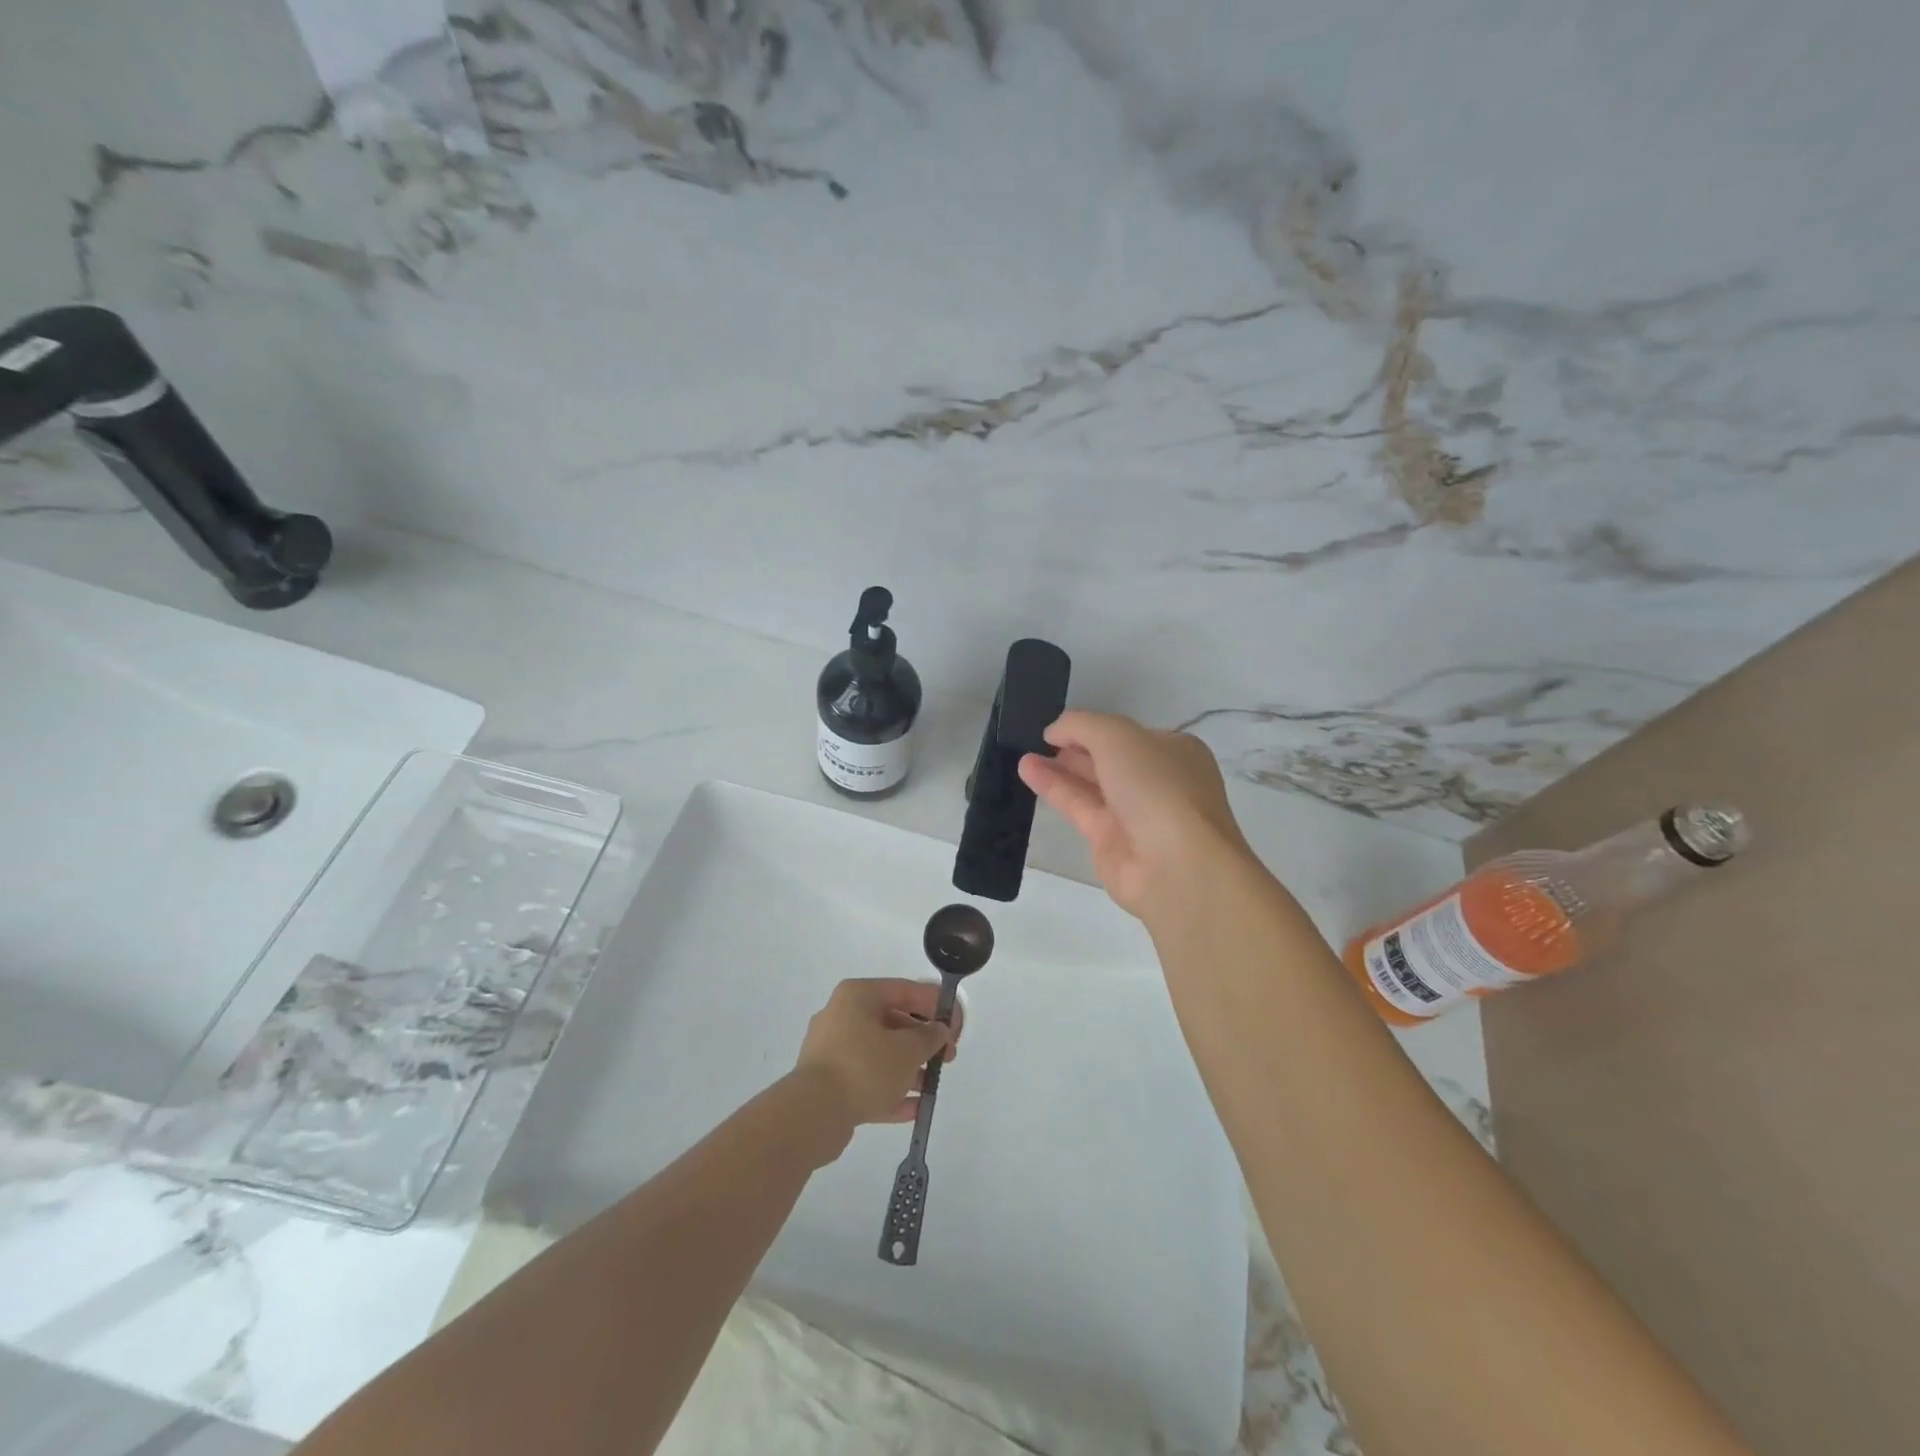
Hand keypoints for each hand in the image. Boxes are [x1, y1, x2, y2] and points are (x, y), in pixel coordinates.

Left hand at [792, 979, 960, 1154]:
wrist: (812, 1114)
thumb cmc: (864, 1067)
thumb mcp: (907, 1049)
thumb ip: (929, 1037)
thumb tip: (938, 1031)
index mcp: (858, 996)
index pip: (905, 990)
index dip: (935, 1005)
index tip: (957, 1025)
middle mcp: (842, 1016)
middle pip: (892, 1022)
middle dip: (923, 1040)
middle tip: (948, 1057)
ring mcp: (832, 1051)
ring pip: (879, 1053)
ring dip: (909, 1067)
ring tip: (932, 1084)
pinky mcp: (828, 1083)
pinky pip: (866, 1080)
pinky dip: (889, 1090)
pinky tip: (914, 1107)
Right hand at [1019, 710, 1252, 919]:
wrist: (1175, 865)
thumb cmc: (1157, 787)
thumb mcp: (1118, 736)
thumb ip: (1081, 725)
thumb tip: (1054, 731)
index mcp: (1174, 752)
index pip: (1129, 734)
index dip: (1095, 727)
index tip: (1060, 726)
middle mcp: (1157, 781)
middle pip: (1109, 759)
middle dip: (1075, 748)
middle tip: (1038, 739)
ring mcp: (1134, 813)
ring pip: (1091, 784)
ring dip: (1059, 766)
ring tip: (1024, 753)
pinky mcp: (1110, 840)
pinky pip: (1078, 806)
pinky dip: (1054, 788)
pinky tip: (1028, 771)